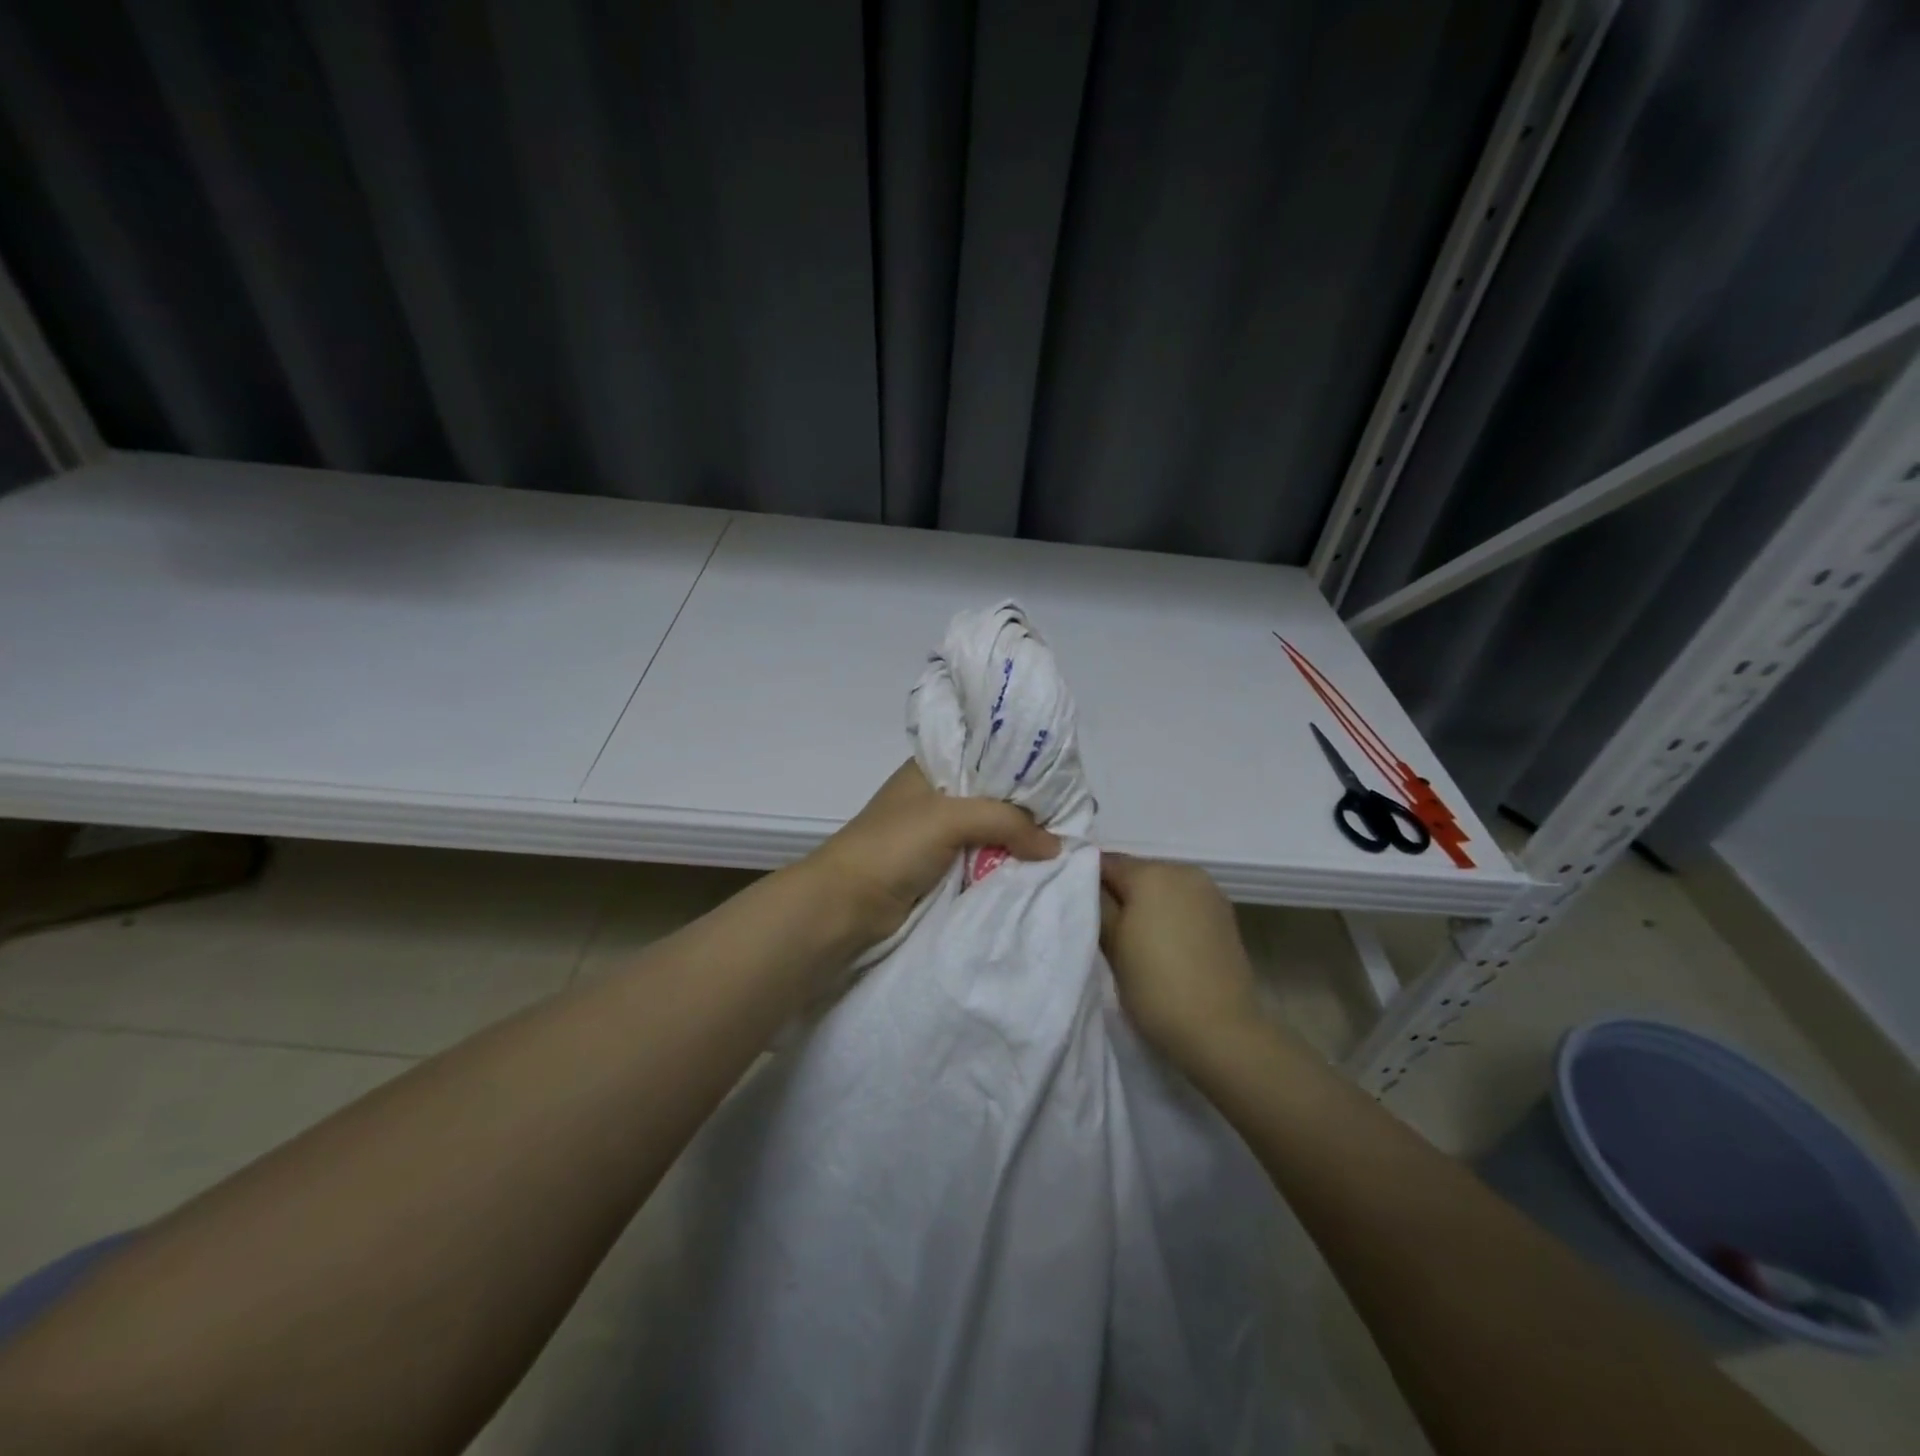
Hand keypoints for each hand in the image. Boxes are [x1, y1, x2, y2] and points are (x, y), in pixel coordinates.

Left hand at [801, 760, 1059, 950]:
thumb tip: (1056, 846)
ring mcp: (938, 834)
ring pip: (992, 831)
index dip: (1024, 765)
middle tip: (1072, 817)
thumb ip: (1006, 821)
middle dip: (1028, 808)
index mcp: (933, 767)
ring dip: (1019, 841)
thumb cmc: (893, 846)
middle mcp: (938, 795)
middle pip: (995, 796)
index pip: (988, 754)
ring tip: (1063, 845)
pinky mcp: (941, 868)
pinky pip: (983, 860)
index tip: (1064, 778)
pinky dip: (1005, 864)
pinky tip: (1036, 868)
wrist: (846, 905)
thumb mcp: (950, 818)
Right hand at [1099, 853, 1264, 1070]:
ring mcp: (1209, 891)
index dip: (1087, 882)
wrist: (1221, 1031)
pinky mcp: (1225, 915)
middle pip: (1137, 872)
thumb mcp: (1111, 944)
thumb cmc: (1155, 985)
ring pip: (1162, 887)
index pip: (1105, 863)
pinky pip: (1184, 903)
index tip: (1079, 909)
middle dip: (1119, 893)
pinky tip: (1163, 945)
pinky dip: (1170, 915)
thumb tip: (1088, 883)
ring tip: (1134, 940)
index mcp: (1151, 872)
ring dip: (1146, 904)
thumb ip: (1097, 904)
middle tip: (1103, 928)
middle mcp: (1183, 870)